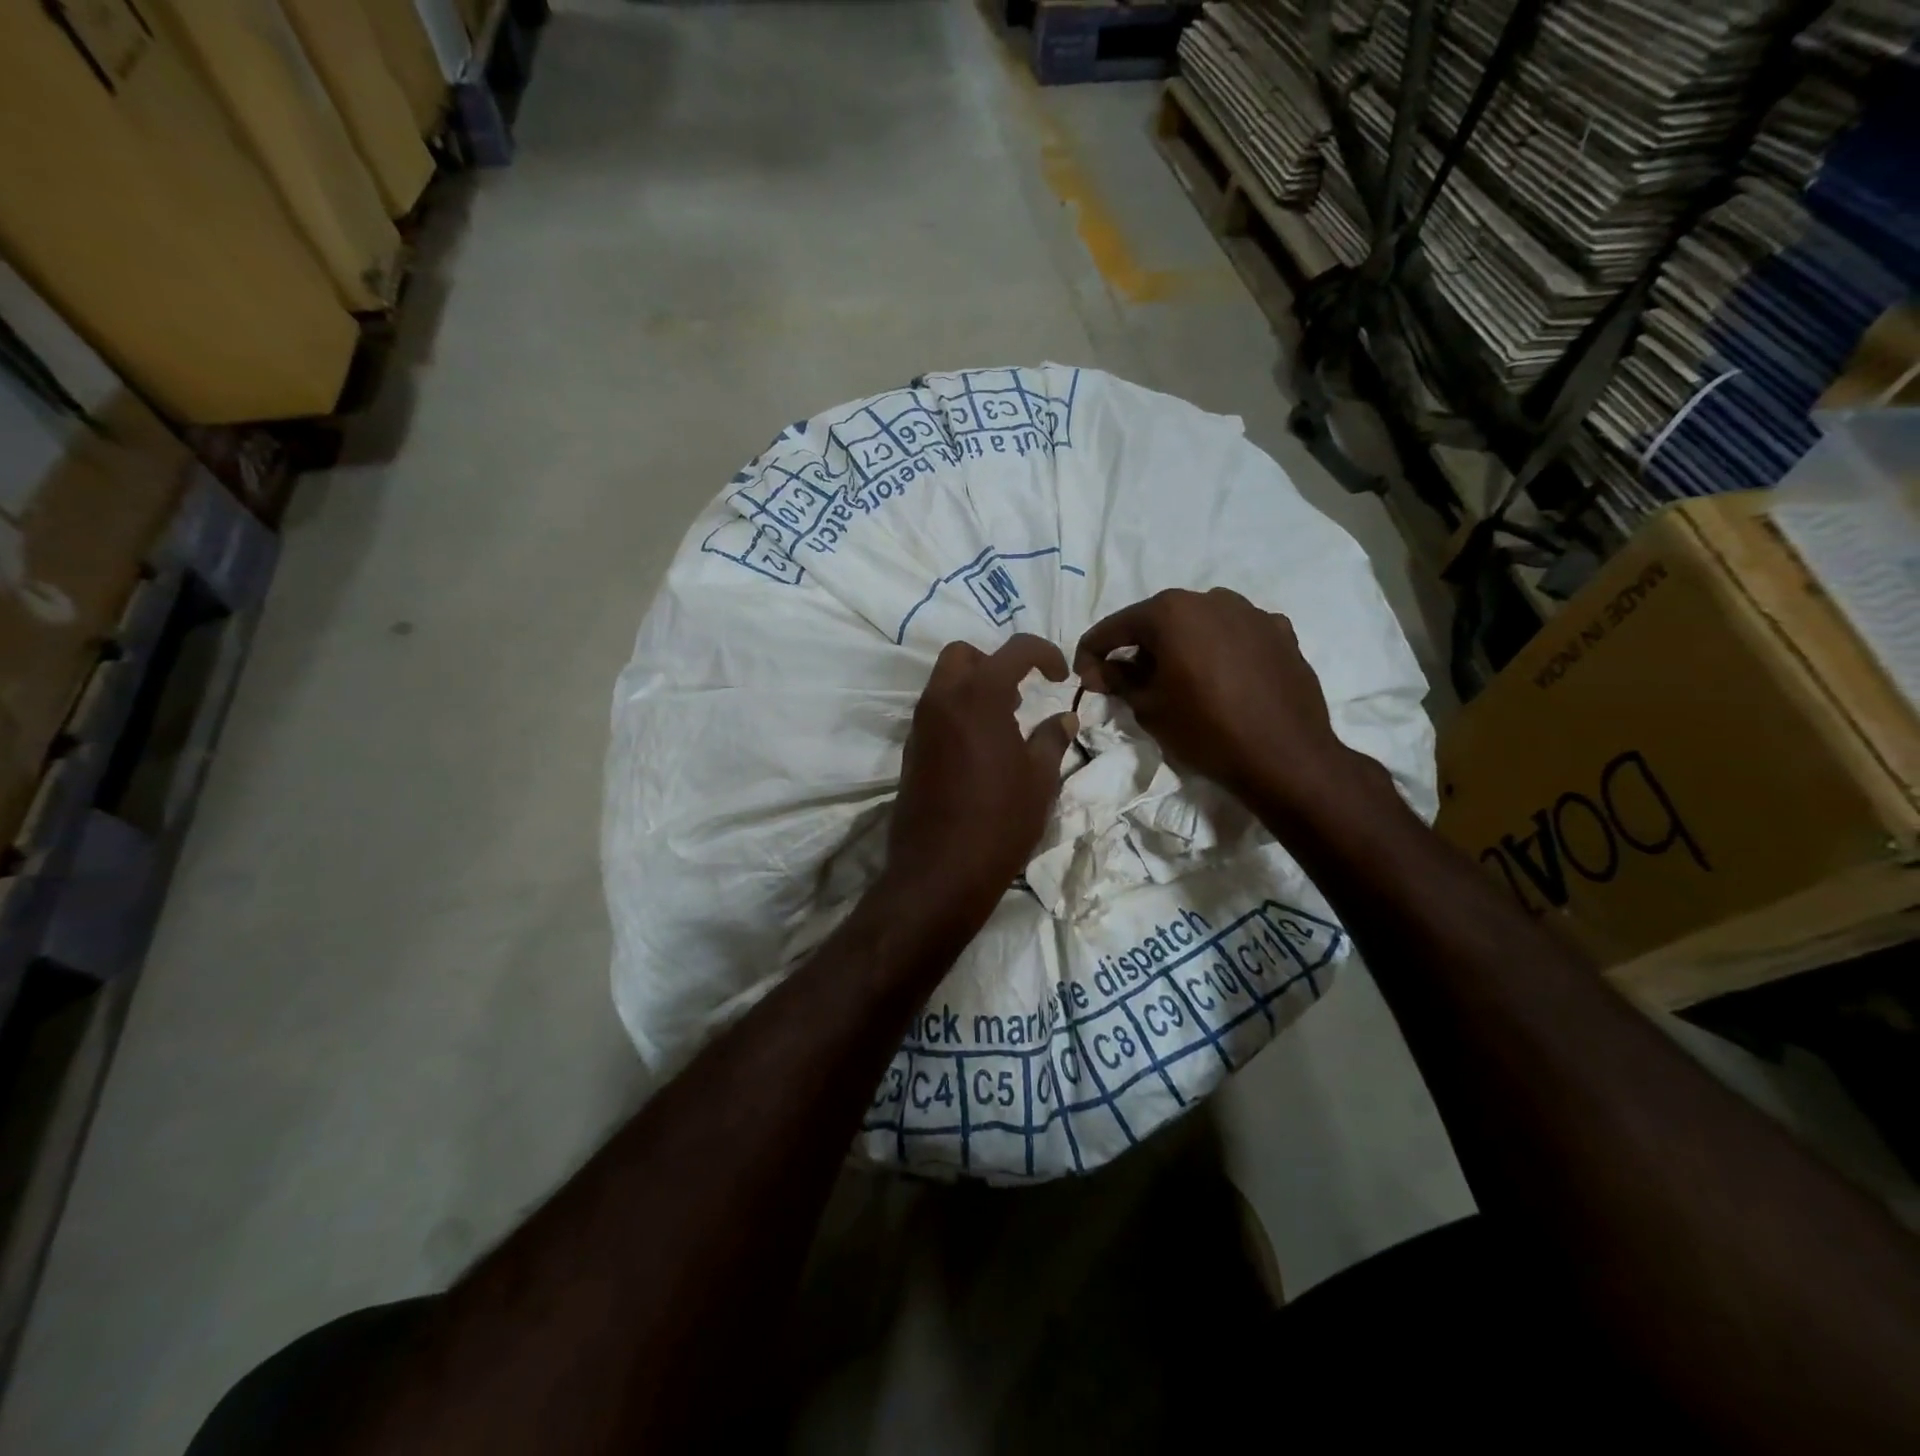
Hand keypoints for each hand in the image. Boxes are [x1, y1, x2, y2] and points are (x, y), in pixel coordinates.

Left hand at [884, 635, 1077, 936]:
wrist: (940, 871)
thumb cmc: (1001, 821)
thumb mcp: (1040, 779)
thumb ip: (1052, 739)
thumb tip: (1064, 718)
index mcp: (979, 696)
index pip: (1015, 650)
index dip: (1044, 654)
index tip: (1061, 676)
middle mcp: (942, 700)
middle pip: (963, 655)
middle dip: (995, 662)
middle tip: (1021, 693)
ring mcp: (920, 726)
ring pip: (944, 683)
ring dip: (974, 688)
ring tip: (1006, 723)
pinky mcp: (911, 751)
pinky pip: (934, 713)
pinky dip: (958, 713)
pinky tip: (981, 749)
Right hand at [1073, 588, 1385, 812]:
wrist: (1285, 756)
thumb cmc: (1205, 730)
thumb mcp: (1148, 708)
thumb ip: (1118, 680)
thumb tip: (1100, 669)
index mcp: (1170, 611)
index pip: (1113, 628)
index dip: (1091, 653)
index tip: (1084, 678)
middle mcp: (1210, 599)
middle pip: (1159, 621)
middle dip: (1139, 648)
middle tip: (1129, 682)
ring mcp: (1251, 612)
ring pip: (1200, 624)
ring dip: (1182, 646)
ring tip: (1180, 681)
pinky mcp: (1281, 632)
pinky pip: (1236, 635)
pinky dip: (1220, 651)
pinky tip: (1222, 679)